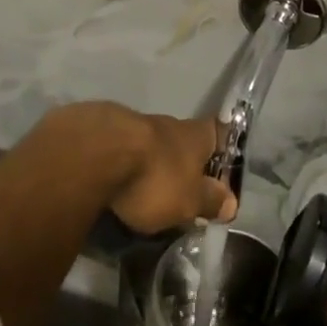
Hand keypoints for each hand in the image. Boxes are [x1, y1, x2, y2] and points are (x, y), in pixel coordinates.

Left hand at [47, 102, 236, 232]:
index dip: (223, 146)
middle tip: (183, 188)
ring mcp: (132, 123)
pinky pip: (118, 148)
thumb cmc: (154, 178)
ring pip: (148, 142)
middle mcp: (166, 123)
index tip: (223, 164)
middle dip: (183, 160)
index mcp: (193, 135)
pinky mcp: (100, 130)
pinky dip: (120, 162)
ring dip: (150, 161)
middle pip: (182, 138)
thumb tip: (231, 202)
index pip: (218, 131)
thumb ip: (209, 201)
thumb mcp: (189, 201)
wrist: (95, 153)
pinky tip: (113, 181)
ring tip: (145, 189)